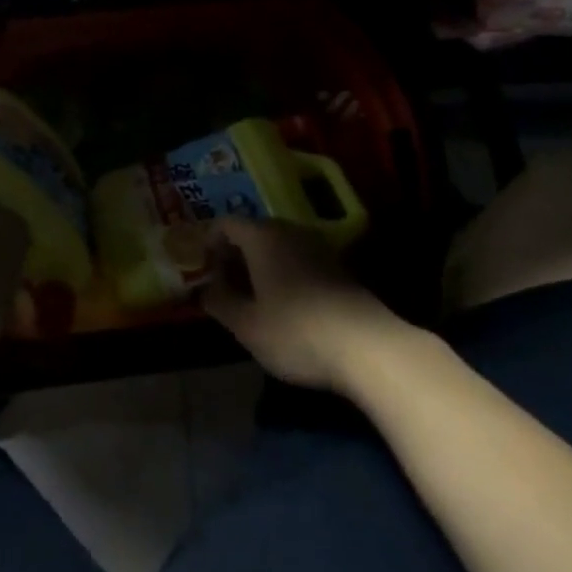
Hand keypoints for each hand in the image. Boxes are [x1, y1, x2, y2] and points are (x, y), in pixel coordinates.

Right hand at [201, 217, 403, 391]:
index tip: (203, 271)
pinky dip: (284, 273)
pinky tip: (284, 304)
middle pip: (253, 232)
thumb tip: (204, 291)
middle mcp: (289, 231)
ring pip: (278, 246)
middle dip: (235, 255)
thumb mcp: (247, 325)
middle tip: (224, 286)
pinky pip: (299, 259)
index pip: (226, 224)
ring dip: (260, 265)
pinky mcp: (338, 267)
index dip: (209, 243)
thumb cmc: (296, 332)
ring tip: (252, 297)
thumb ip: (220, 303)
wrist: (367, 347)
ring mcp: (318, 247)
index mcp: (262, 237)